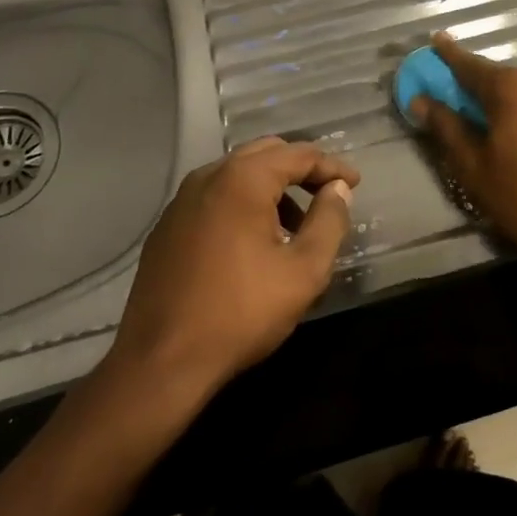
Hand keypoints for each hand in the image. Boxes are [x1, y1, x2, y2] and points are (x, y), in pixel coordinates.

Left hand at [106, 137, 359, 393]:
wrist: (161, 362)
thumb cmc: (241, 313)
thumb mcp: (304, 271)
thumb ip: (329, 222)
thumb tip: (337, 189)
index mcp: (243, 180)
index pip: (298, 154)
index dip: (331, 166)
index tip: (354, 184)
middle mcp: (208, 177)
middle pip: (265, 153)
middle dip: (301, 169)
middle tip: (328, 194)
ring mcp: (181, 201)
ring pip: (237, 174)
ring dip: (271, 186)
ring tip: (295, 224)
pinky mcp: (167, 227)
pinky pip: (215, 197)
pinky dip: (243, 202)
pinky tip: (254, 241)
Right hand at [413, 33, 516, 270]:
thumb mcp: (473, 166)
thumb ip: (446, 127)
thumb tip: (421, 100)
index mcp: (510, 86)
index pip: (469, 65)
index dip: (448, 55)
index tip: (435, 41)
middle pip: (497, 79)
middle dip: (474, 87)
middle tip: (453, 101)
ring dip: (501, 103)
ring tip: (485, 128)